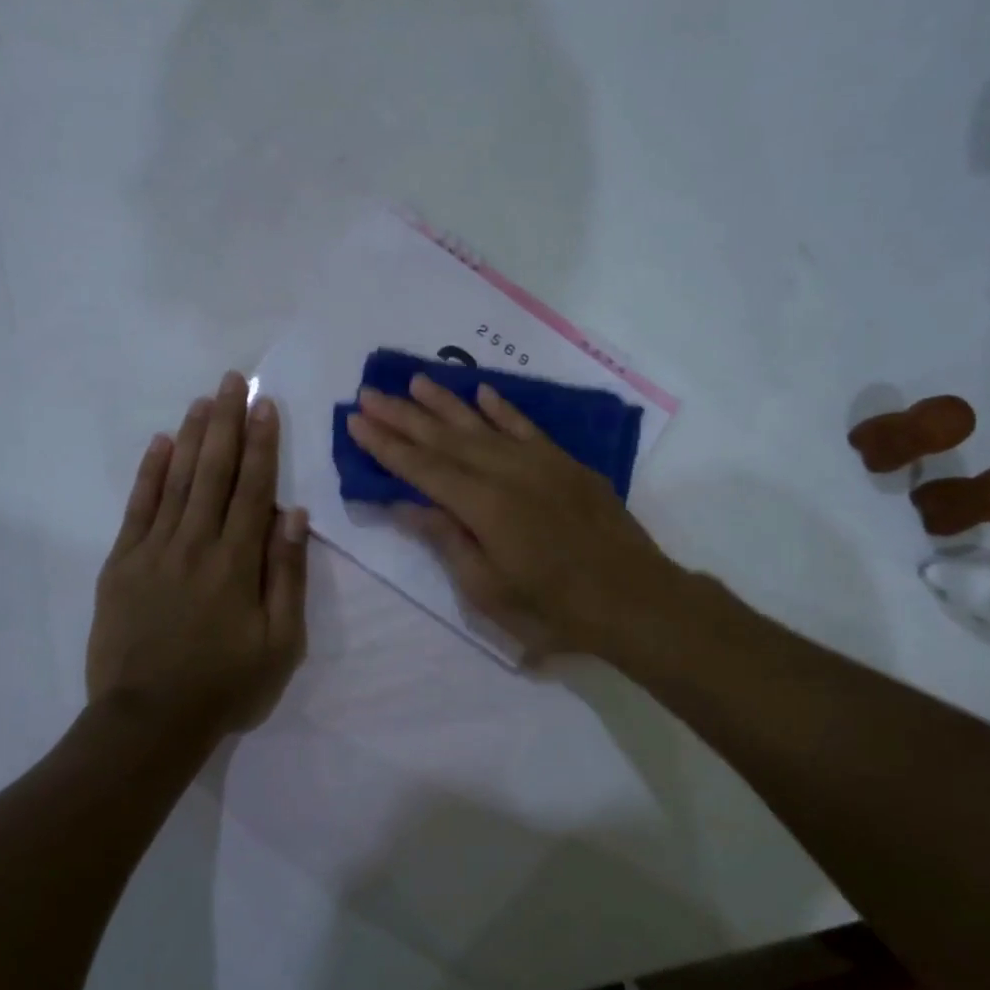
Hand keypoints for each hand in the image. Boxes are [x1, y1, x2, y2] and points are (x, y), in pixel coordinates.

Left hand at [87, 371, 308, 739]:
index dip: (262, 443)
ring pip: (178, 480)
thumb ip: (286, 574)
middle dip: (226, 422)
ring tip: (204, 399)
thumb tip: (292, 514)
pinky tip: (161, 444)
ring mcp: (153, 550)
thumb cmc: (226, 685)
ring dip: (193, 436)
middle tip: (232, 380)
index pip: (254, 487)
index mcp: (237, 561)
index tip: (264, 405)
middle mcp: (196, 543)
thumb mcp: (280, 641)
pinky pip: (138, 508)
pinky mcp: (121, 564)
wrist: (149, 722)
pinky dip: (150, 473)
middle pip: (215, 472)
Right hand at [346, 375, 680, 661]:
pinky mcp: (565, 463)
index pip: (422, 468)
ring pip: (481, 425)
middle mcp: (506, 472)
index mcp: (482, 506)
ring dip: (445, 403)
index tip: (356, 421)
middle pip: (444, 439)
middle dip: (403, 416)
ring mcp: (539, 463)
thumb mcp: (488, 589)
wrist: (634, 598)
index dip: (386, 445)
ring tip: (414, 382)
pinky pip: (526, 427)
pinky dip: (502, 409)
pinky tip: (481, 392)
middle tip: (368, 393)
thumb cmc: (554, 608)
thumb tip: (405, 504)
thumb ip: (446, 540)